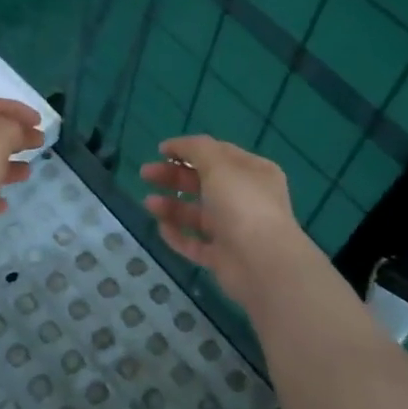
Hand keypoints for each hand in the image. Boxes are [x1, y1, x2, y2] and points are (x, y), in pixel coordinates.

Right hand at [140, 134, 312, 308]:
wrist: (262, 263)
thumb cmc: (242, 204)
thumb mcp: (219, 165)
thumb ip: (195, 149)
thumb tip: (174, 144)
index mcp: (252, 172)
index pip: (218, 154)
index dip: (188, 149)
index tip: (160, 150)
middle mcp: (245, 199)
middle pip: (203, 183)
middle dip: (173, 176)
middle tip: (145, 174)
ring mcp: (234, 230)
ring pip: (197, 214)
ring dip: (172, 206)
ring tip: (149, 203)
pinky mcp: (223, 257)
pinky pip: (195, 243)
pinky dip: (178, 235)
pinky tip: (161, 227)